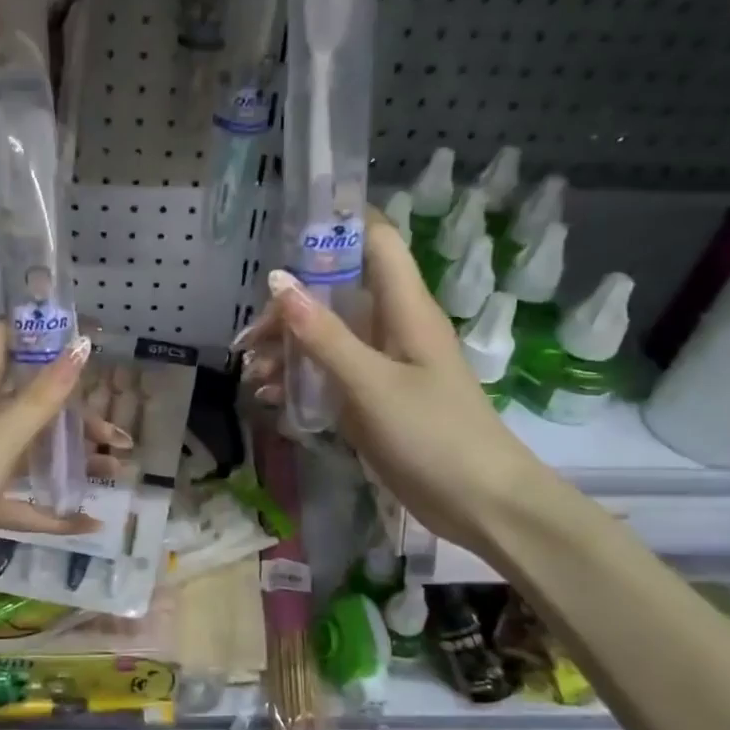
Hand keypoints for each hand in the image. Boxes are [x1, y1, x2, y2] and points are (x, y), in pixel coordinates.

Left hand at [0, 322, 105, 601]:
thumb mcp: (2, 436)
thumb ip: (43, 397)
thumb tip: (81, 345)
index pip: (1, 342)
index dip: (36, 332)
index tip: (80, 337)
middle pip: (29, 403)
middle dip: (74, 414)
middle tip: (115, 433)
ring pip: (31, 452)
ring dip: (70, 460)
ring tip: (116, 470)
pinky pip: (22, 501)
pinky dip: (51, 512)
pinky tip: (87, 523)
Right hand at [236, 213, 548, 548]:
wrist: (479, 503)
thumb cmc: (434, 435)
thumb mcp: (371, 384)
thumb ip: (324, 335)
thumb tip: (277, 282)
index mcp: (405, 308)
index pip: (374, 240)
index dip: (335, 226)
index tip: (284, 237)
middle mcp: (393, 327)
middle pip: (336, 293)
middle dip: (289, 309)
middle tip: (250, 341)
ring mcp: (383, 364)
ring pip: (328, 336)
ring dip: (288, 350)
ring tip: (252, 376)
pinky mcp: (374, 397)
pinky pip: (330, 374)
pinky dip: (301, 380)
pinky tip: (272, 399)